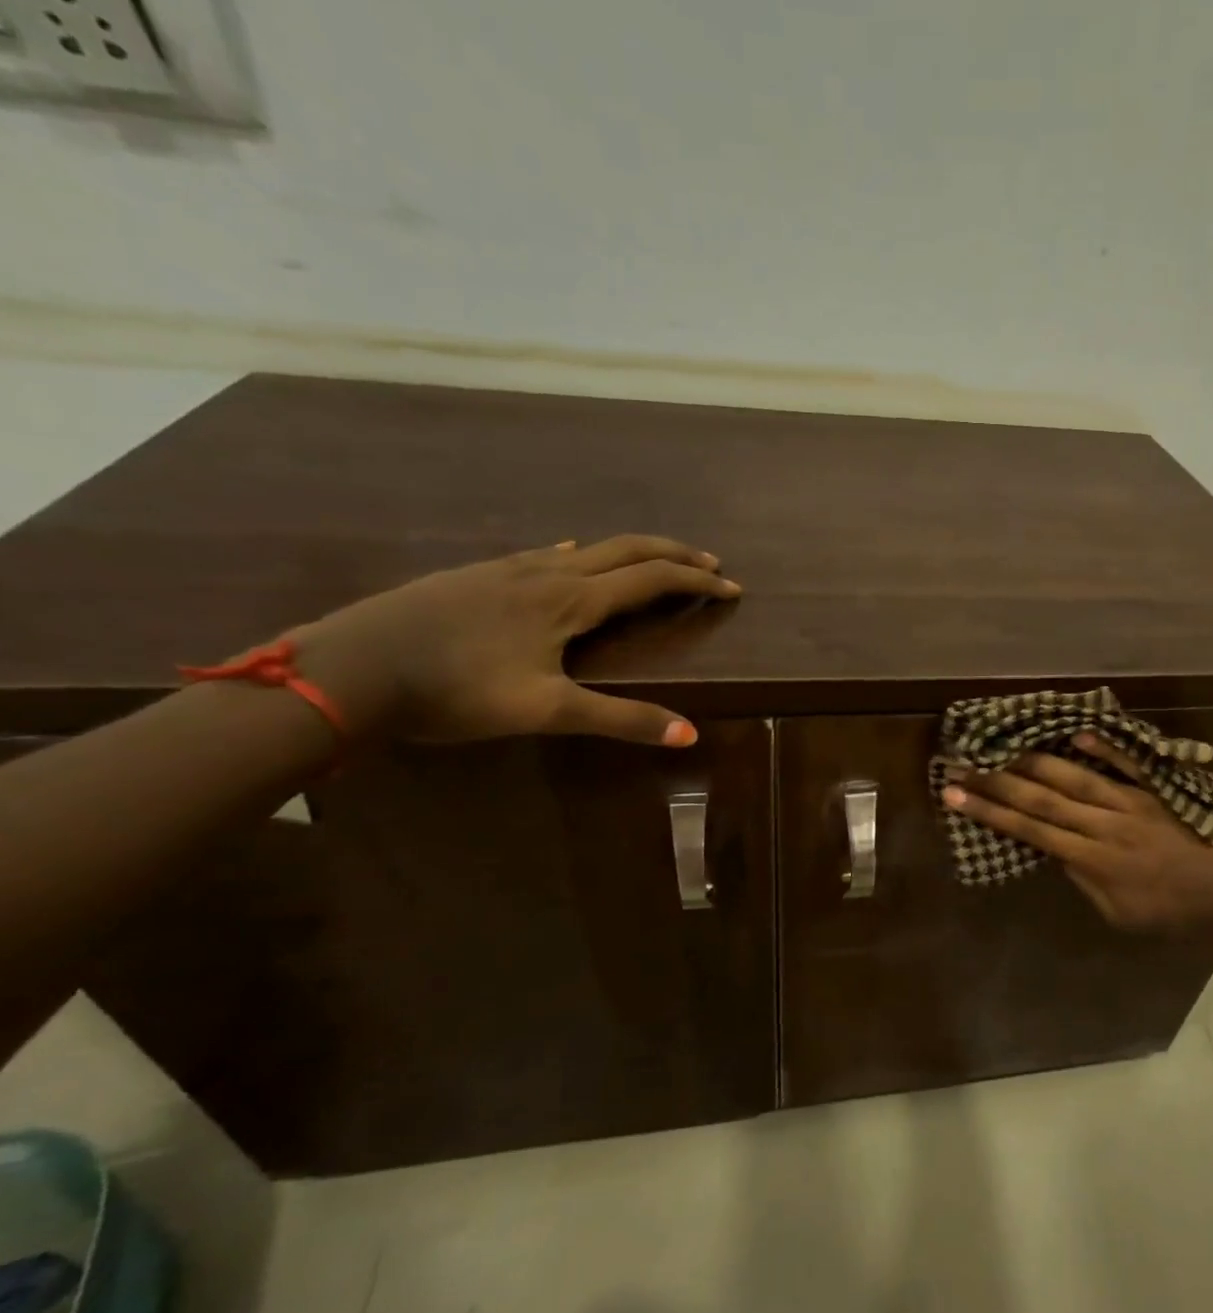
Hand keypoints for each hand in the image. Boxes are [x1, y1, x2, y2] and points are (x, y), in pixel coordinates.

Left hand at [288, 535, 740, 744]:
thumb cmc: (455, 690)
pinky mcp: (477, 575)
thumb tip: (690, 734)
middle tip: (709, 561)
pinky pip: (547, 553)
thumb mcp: (544, 711)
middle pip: (625, 549)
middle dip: (673, 552)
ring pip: (587, 547)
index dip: (696, 580)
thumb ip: (619, 719)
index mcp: (570, 601)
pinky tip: (567, 556)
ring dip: (631, 552)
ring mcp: (508, 569)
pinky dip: (581, 553)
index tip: (732, 586)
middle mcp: (547, 572)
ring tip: (655, 562)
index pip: (651, 579)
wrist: (350, 667)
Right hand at [942, 734, 1212, 938]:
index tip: (955, 794)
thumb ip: (1087, 882)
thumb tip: (1055, 852)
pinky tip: (1073, 734)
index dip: (990, 812)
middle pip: (1042, 799)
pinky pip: (1126, 763)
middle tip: (961, 762)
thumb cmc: (1181, 914)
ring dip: (1035, 761)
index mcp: (1095, 861)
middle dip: (997, 781)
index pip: (1031, 831)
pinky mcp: (1160, 786)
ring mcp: (1134, 800)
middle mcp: (1106, 825)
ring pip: (1075, 777)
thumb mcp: (1124, 915)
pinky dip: (1100, 748)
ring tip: (1001, 745)